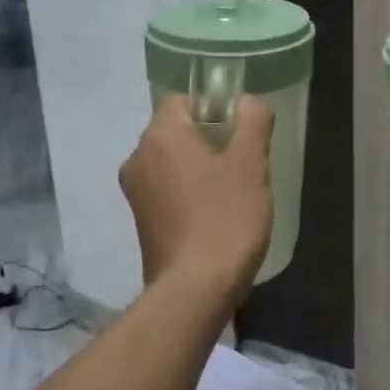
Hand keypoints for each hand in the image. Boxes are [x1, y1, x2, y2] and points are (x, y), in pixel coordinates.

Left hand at [119, 93, 274, 305]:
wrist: (195, 290)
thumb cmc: (226, 218)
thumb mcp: (251, 164)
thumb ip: (253, 122)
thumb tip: (247, 102)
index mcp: (160, 136)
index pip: (184, 100)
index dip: (215, 107)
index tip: (243, 131)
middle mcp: (138, 158)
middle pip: (177, 130)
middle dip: (212, 138)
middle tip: (246, 161)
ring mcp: (136, 192)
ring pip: (173, 161)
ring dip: (201, 166)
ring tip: (234, 190)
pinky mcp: (142, 221)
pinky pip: (168, 189)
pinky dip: (189, 191)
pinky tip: (216, 213)